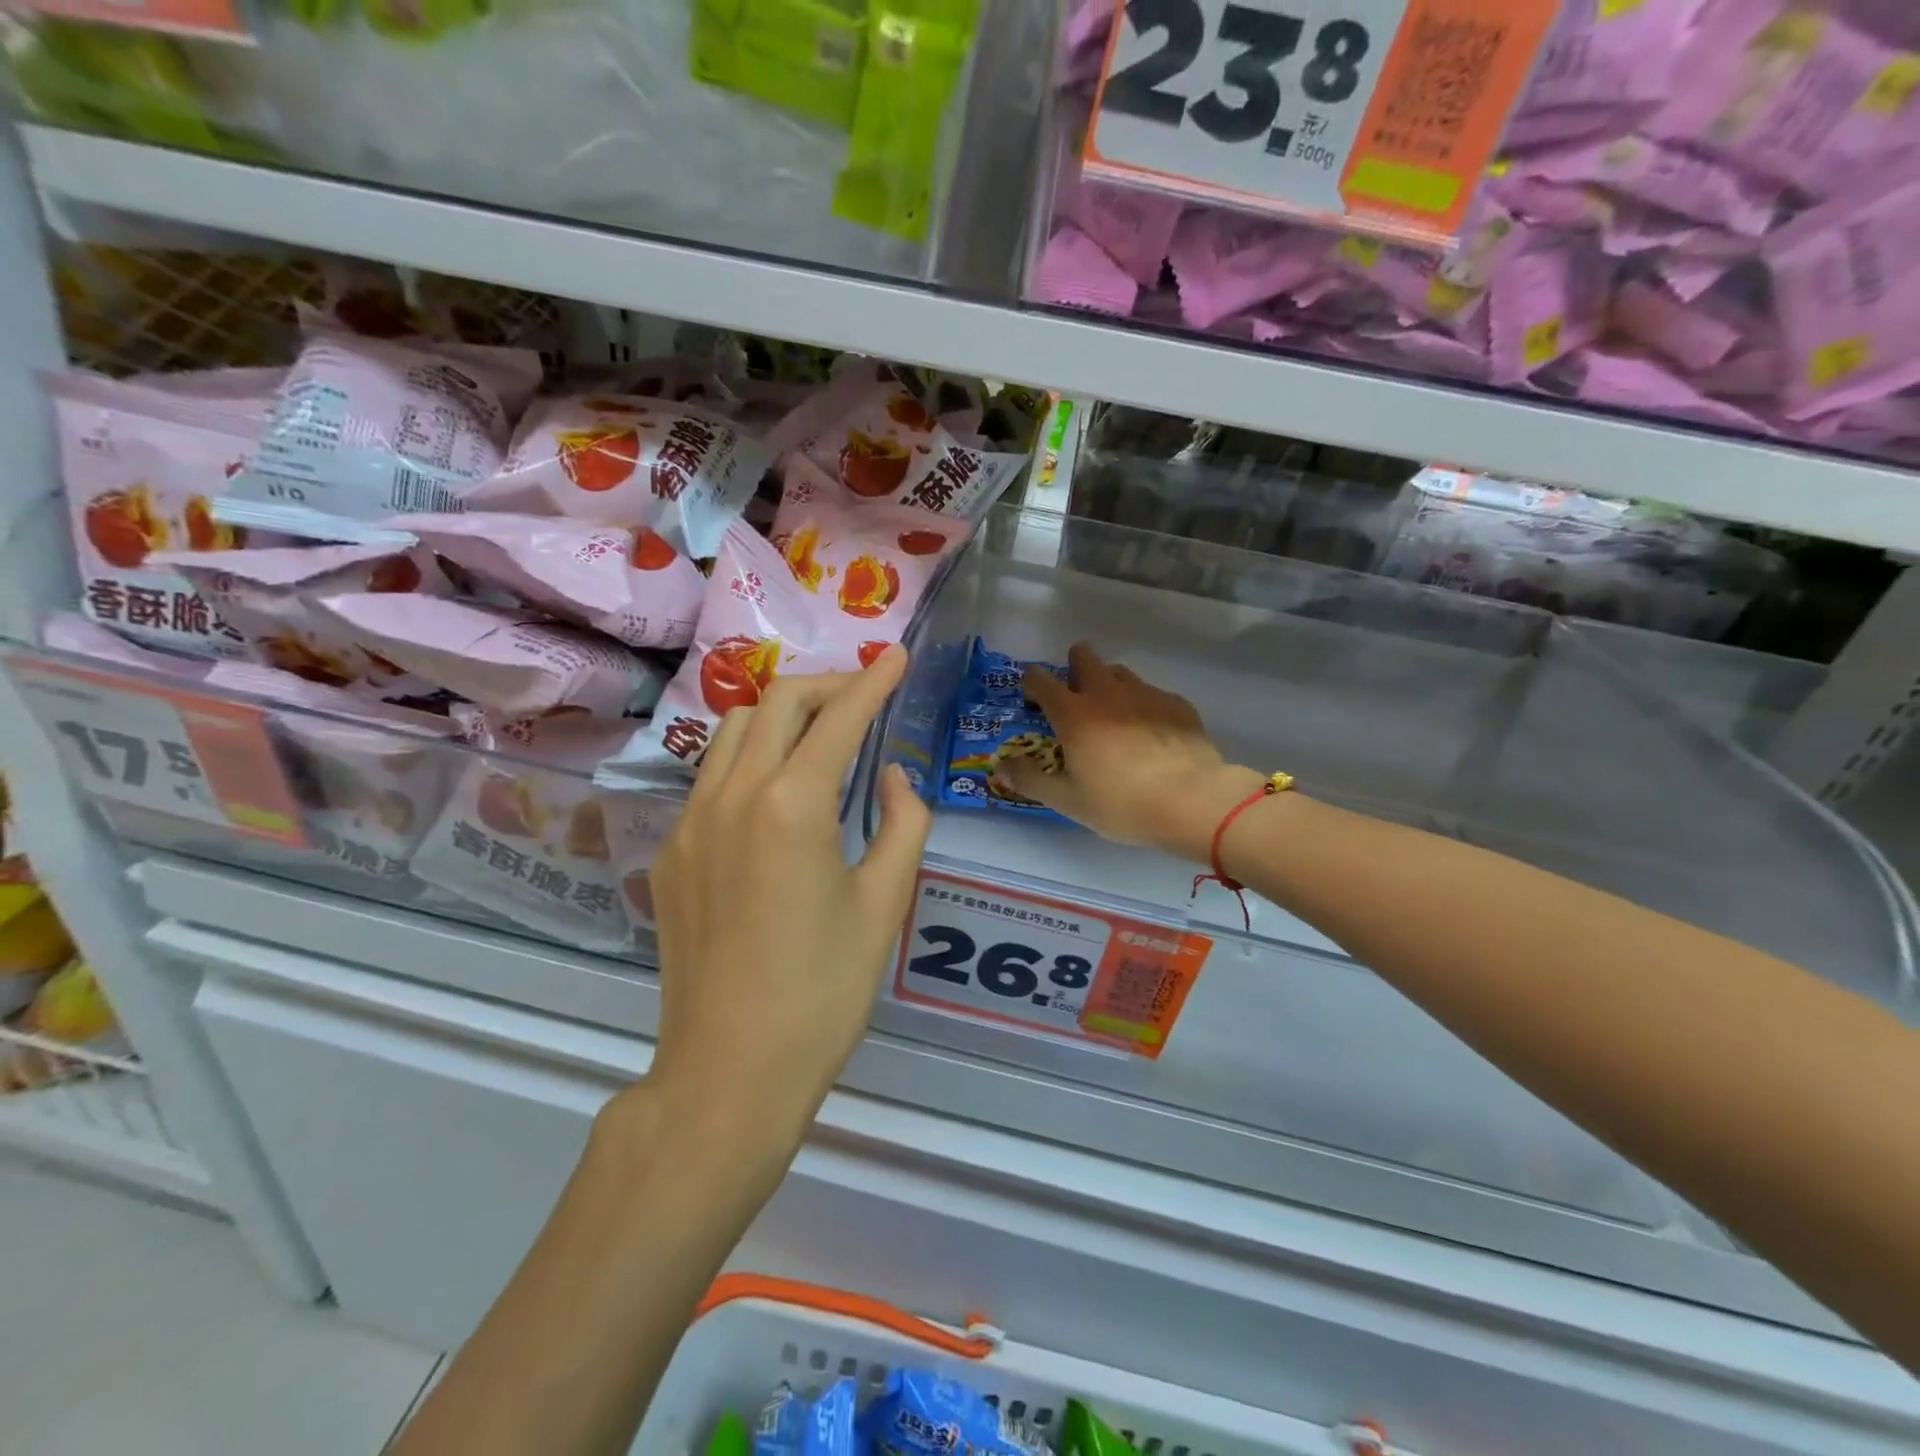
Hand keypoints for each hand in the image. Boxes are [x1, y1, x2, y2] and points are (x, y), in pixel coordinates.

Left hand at [641, 647, 929, 1148]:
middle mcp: (732, 795)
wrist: (728, 1071)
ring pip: (734, 730)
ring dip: (781, 716)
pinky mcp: (670, 851)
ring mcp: (690, 821)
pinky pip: (712, 776)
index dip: (872, 681)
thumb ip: (903, 824)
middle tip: (863, 698)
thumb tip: (893, 777)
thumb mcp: (884, 905)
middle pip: (776, 702)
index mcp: (792, 805)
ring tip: (820, 737)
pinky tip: (777, 795)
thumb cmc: (822, 993)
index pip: (838, 718)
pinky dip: (751, 758)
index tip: (895, 655)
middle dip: (825, 686)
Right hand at [992, 642, 1263, 863]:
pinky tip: (1151, 731)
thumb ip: (1030, 780)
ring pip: (1119, 672)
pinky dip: (1143, 704)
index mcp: (1074, 714)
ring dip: (1109, 684)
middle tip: (1075, 694)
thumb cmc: (1122, 804)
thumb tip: (1001, 767)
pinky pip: (1152, 693)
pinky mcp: (1176, 703)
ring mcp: (1145, 694)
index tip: (1032, 697)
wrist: (1192, 801)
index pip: (1042, 680)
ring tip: (1113, 713)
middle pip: (1084, 657)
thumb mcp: (1068, 801)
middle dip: (1074, 666)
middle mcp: (1106, 693)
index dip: (1032, 683)